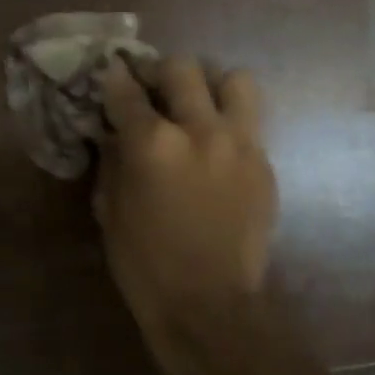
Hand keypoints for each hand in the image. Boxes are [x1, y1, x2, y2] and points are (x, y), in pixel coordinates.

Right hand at [93, 57, 275, 374]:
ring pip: (234, 80)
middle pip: (182, 68)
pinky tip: (214, 150)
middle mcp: (200, 130)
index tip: (110, 73)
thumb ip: (113, 160)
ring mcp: (240, 144)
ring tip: (197, 107)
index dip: (113, 77)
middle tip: (152, 90)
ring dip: (210, 86)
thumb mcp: (111, 210)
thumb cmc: (145, 263)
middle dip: (159, 72)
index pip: (126, 89)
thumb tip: (114, 132)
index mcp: (152, 143)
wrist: (210, 306)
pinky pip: (249, 123)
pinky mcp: (264, 164)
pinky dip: (228, 124)